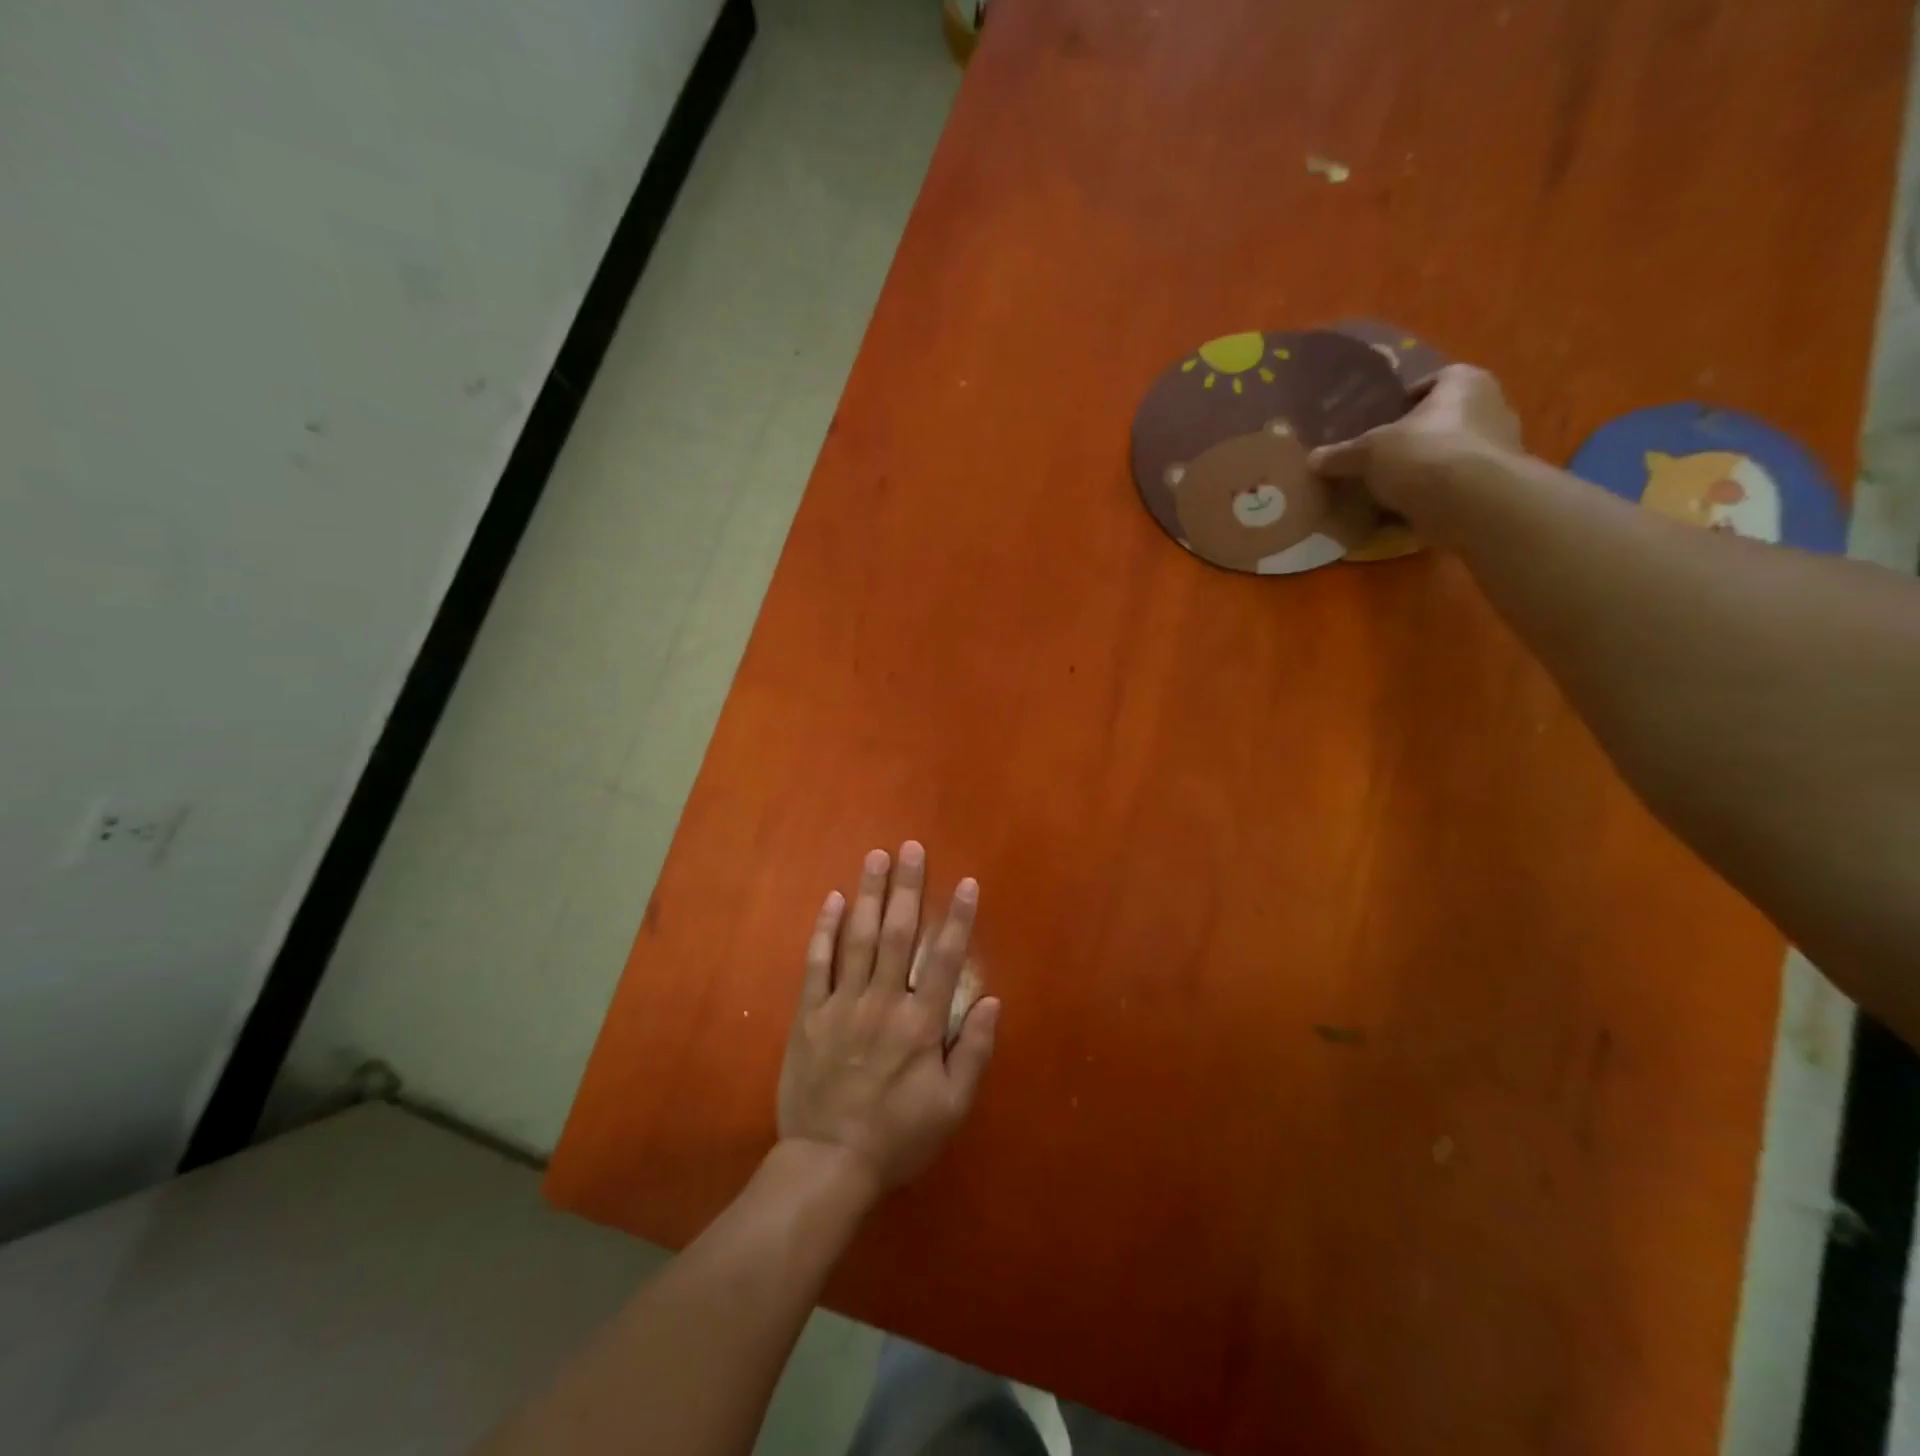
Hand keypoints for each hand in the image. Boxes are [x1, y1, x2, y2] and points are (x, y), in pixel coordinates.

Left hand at [777, 842, 1000, 1195]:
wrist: (827, 1164)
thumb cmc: (897, 1137)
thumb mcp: (951, 1107)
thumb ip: (974, 1052)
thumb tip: (993, 1000)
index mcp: (920, 1024)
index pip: (944, 959)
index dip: (957, 918)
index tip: (965, 882)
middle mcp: (882, 1002)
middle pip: (897, 934)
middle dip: (907, 887)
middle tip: (911, 848)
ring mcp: (841, 1005)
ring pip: (857, 939)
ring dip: (869, 894)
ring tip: (876, 857)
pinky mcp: (809, 1015)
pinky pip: (817, 964)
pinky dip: (825, 930)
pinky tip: (833, 900)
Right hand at [1309, 364, 1521, 522]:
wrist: (1472, 504)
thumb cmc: (1423, 455)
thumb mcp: (1368, 452)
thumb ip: (1341, 455)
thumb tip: (1312, 459)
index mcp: (1464, 383)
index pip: (1438, 379)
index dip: (1410, 397)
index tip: (1385, 417)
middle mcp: (1491, 407)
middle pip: (1446, 418)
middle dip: (1417, 435)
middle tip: (1383, 455)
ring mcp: (1499, 449)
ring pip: (1452, 454)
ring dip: (1427, 468)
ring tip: (1391, 488)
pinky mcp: (1496, 486)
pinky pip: (1457, 486)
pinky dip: (1435, 497)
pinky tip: (1407, 512)